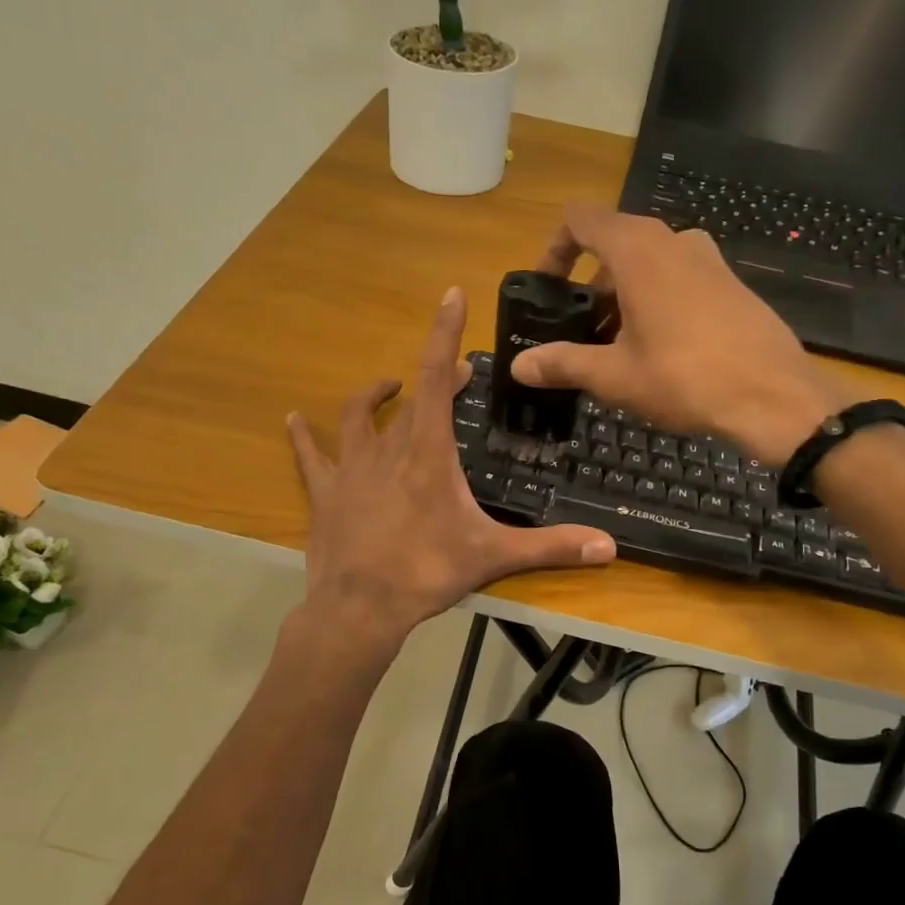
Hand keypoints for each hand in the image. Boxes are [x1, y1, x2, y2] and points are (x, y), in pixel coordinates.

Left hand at [287, 288, 616, 646]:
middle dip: (437, 378)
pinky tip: (294, 420)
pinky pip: (310, 456)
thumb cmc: (427, 573)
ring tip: (389, 386)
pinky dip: (303, 436)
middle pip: (412, 398)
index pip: (438, 379)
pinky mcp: (325, 493)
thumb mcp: (493, 557)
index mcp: (429, 453)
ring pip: (359, 418)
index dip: (444, 334)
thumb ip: (551, 547)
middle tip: (458, 375)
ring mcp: (351, 469)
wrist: (360, 608)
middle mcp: (388, 449)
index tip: (451, 295)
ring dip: (375, 397)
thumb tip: (610, 548)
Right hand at [511, 207, 857, 465]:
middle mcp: (673, 240)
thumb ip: (563, 364)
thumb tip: (519, 366)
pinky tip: (662, 350)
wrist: (773, 395)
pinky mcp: (732, 283)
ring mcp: (709, 259)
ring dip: (624, 295)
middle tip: (582, 331)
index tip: (546, 288)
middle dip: (590, 285)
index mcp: (637, 250)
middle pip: (615, 244)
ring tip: (618, 346)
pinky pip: (681, 278)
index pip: (580, 220)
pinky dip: (658, 300)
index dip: (554, 248)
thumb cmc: (684, 378)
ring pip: (650, 263)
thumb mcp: (614, 376)